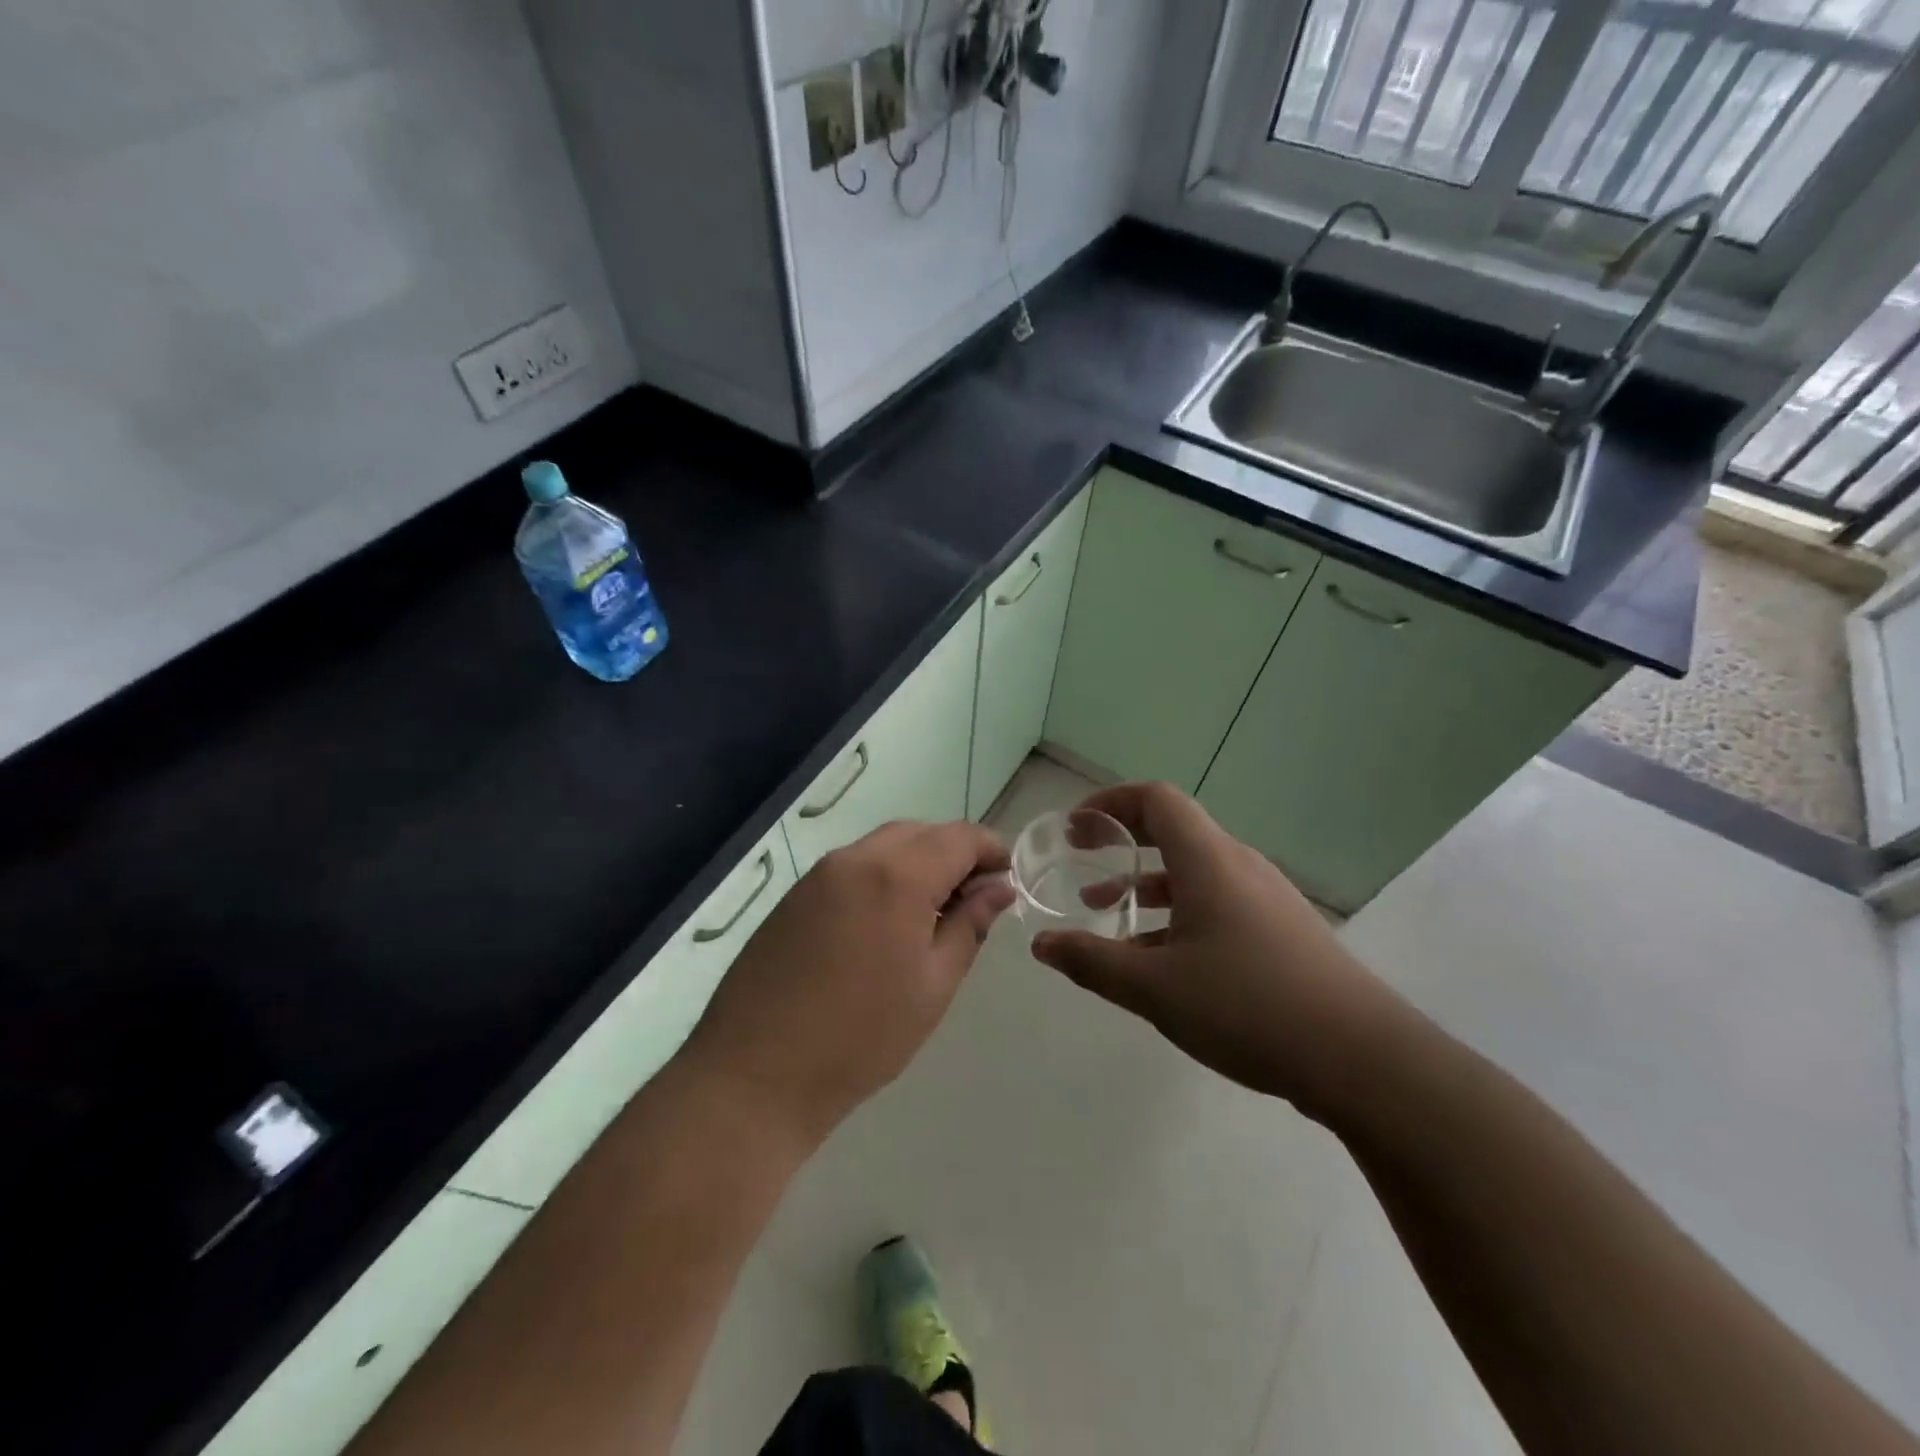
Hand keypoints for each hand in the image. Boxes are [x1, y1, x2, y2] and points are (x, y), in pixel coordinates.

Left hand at [684, 820, 1014, 1143]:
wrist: (756, 1074)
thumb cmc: (862, 1037)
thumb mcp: (934, 984)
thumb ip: (970, 925)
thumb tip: (999, 888)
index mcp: (898, 875)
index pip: (959, 836)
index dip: (990, 850)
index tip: (1006, 880)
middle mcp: (856, 858)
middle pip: (920, 833)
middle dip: (954, 853)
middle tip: (972, 900)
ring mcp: (819, 875)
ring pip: (883, 846)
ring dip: (917, 863)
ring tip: (931, 914)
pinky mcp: (794, 896)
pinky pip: (852, 867)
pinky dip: (882, 876)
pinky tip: (884, 924)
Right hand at [1030, 782, 1399, 1116]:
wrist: (1363, 1059)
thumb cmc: (1249, 1007)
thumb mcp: (1154, 988)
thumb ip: (1092, 962)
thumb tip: (1042, 945)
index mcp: (1209, 860)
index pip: (1156, 799)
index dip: (1111, 802)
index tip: (1076, 828)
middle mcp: (1239, 866)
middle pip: (1174, 831)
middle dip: (1122, 843)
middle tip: (1082, 862)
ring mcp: (1266, 899)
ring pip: (1194, 874)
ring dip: (1147, 886)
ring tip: (1108, 917)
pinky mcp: (1281, 932)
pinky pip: (1217, 904)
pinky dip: (1178, 915)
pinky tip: (1160, 962)